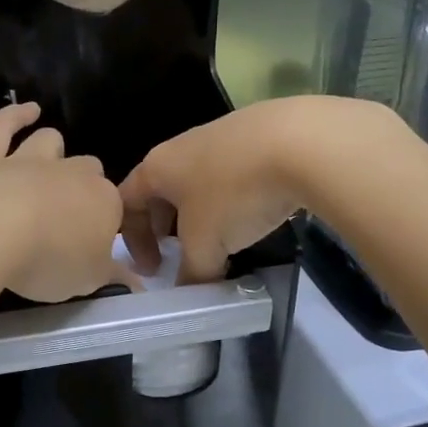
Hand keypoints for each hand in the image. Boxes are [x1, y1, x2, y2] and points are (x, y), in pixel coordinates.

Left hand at [0, 102, 137, 303]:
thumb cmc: (48, 259)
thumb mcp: (88, 280)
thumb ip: (112, 276)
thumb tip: (136, 283)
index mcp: (103, 202)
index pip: (116, 209)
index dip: (108, 226)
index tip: (98, 247)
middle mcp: (70, 173)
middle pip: (87, 170)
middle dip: (83, 184)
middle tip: (70, 212)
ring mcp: (27, 159)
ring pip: (49, 142)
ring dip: (52, 147)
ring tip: (51, 155)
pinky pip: (2, 126)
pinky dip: (14, 116)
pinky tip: (25, 111)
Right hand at [120, 98, 382, 282]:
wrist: (301, 141)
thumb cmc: (235, 193)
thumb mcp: (206, 244)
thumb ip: (192, 272)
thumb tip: (193, 291)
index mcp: (157, 167)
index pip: (126, 203)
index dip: (131, 240)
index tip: (152, 271)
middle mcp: (180, 147)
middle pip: (159, 191)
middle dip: (164, 227)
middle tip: (180, 257)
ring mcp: (218, 137)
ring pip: (196, 183)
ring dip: (200, 215)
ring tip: (220, 240)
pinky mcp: (255, 136)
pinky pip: (230, 173)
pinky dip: (231, 199)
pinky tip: (254, 214)